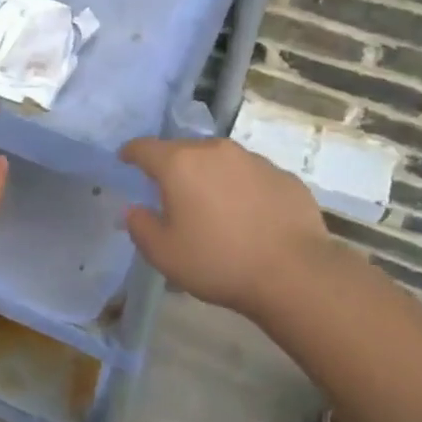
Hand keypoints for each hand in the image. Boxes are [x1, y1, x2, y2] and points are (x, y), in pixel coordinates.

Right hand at [121, 136, 343, 319]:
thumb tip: (135, 209)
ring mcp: (254, 160)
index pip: (144, 147)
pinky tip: (250, 218)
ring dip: (211, 177)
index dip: (131, 153)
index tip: (125, 160)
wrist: (295, 274)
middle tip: (172, 195)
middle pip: (184, 151)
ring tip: (214, 208)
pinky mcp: (283, 176)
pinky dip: (243, 190)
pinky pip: (252, 177)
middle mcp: (215, 151)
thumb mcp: (164, 254)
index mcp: (180, 163)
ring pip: (220, 162)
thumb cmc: (219, 262)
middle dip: (174, 168)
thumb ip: (140, 227)